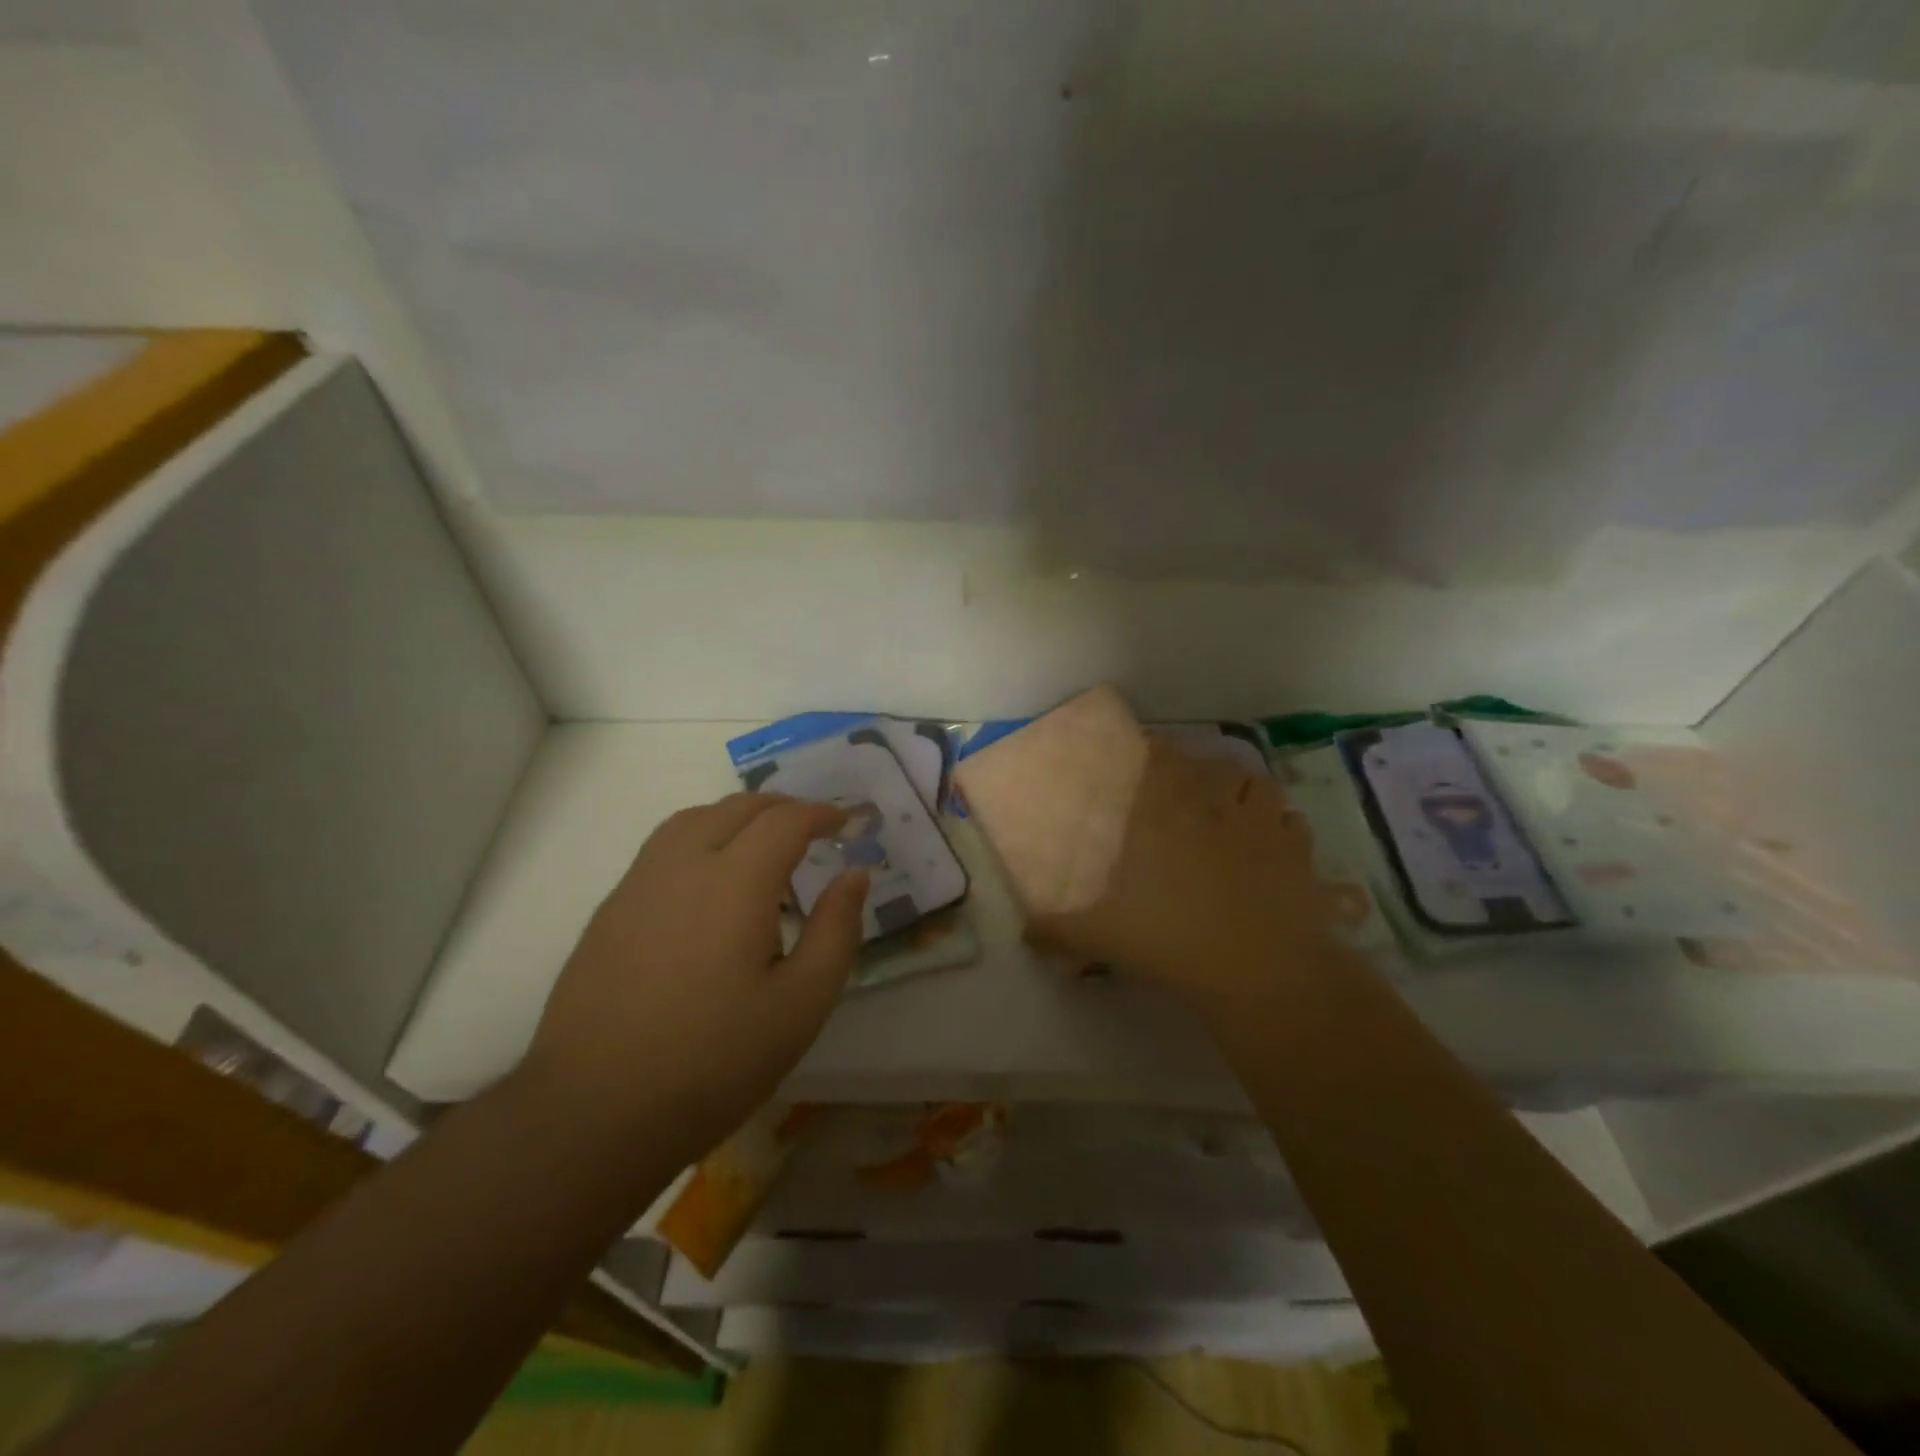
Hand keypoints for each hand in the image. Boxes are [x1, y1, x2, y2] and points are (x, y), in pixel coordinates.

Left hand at [524, 794, 866, 1155]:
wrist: (595, 1111)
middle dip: (782, 808)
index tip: (846, 823)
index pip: (785, 820)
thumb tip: (854, 874)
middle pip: (737, 808)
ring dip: (737, 817)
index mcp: (735, 881)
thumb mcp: (803, 1002)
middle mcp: (683, 865)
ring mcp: (638, 884)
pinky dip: (701, 840)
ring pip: (693, 819)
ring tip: (763, 846)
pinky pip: (663, 848)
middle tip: (813, 830)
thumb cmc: (715, 1060)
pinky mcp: (610, 910)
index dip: (821, 814)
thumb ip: (836, 929)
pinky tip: (710, 886)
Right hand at [1026, 739, 1345, 1012]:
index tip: (1151, 751)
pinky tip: (1277, 846)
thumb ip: (1060, 932)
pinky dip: (1286, 829)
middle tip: (1195, 787)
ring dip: (1249, 792)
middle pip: (1217, 768)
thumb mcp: (1104, 938)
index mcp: (1169, 817)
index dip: (1158, 751)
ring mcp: (1265, 830)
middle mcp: (1218, 810)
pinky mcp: (1302, 859)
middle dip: (1206, 770)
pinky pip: (1297, 827)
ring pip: (1262, 788)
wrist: (1262, 972)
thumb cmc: (1175, 941)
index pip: (1164, 762)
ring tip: (1237, 808)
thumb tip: (1023, 934)